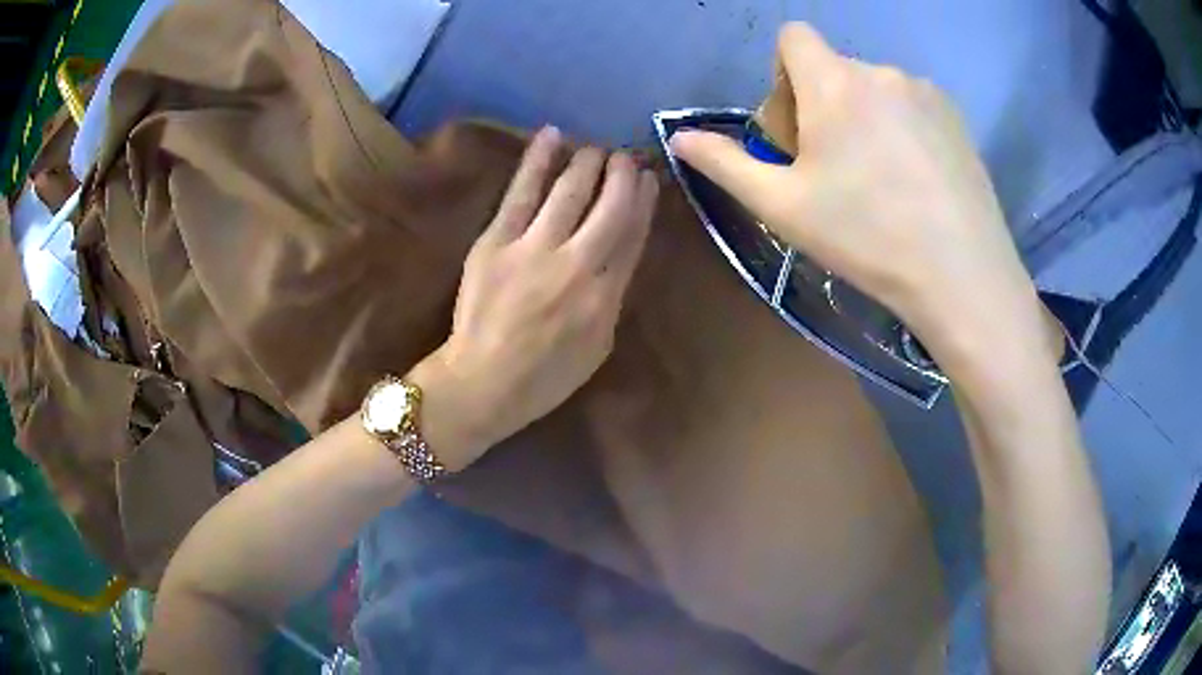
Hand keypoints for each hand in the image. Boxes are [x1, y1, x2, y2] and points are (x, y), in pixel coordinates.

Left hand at [419, 126, 658, 468]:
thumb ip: (612, 297)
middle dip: (622, 174)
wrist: (482, 382)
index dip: (644, 201)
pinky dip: (539, 159)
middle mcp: (577, 264)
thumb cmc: (545, 377)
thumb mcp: (598, 346)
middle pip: (610, 205)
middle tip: (625, 157)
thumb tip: (618, 254)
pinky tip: (553, 134)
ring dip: (589, 162)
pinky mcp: (496, 241)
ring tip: (596, 148)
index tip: (649, 179)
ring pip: (570, 190)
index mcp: (605, 296)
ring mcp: (534, 248)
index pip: (633, 234)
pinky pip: (521, 192)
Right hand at [670, 23, 1050, 368]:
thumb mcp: (781, 206)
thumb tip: (677, 138)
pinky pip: (913, 107)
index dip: (784, 75)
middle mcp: (880, 72)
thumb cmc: (866, 237)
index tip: (796, 129)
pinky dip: (903, 130)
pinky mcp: (957, 118)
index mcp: (833, 82)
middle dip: (822, 107)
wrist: (962, 275)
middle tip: (833, 172)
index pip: (794, 38)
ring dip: (864, 120)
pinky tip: (916, 182)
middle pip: (833, 70)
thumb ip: (725, 163)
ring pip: (875, 91)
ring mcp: (926, 92)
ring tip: (881, 183)